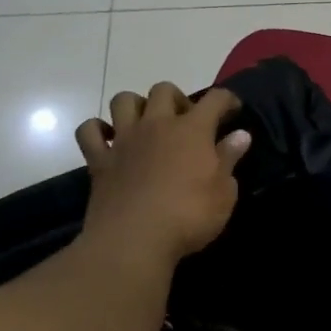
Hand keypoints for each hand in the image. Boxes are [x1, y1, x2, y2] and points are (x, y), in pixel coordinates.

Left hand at [74, 84, 249, 267]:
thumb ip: (229, 159)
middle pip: (163, 90)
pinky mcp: (99, 160)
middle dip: (177, 98)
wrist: (134, 241)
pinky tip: (109, 139)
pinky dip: (97, 130)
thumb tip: (241, 135)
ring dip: (136, 105)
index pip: (214, 99)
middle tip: (185, 121)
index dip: (226, 99)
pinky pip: (89, 130)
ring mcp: (124, 140)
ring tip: (146, 124)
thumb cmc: (189, 216)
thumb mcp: (224, 192)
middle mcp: (157, 125)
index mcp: (192, 130)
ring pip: (123, 100)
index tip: (232, 109)